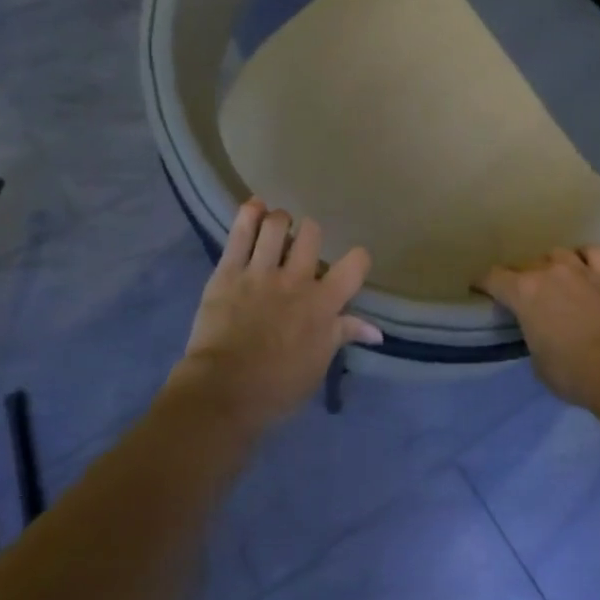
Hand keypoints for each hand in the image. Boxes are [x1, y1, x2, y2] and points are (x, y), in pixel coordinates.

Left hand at [166, 200, 379, 434]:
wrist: (223, 391)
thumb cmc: (277, 387)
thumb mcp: (318, 364)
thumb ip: (343, 335)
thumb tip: (376, 331)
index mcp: (323, 304)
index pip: (355, 264)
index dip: (357, 259)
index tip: (350, 264)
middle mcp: (296, 280)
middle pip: (312, 233)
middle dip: (310, 234)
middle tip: (301, 247)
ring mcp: (260, 272)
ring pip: (276, 224)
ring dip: (279, 221)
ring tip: (275, 229)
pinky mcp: (228, 271)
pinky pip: (240, 232)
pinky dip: (248, 214)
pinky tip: (254, 208)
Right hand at [482, 247, 599, 411]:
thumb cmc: (571, 372)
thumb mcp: (537, 360)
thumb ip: (531, 334)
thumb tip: (539, 329)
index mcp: (523, 292)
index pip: (493, 278)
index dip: (483, 284)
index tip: (479, 291)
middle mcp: (548, 272)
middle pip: (525, 265)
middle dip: (519, 280)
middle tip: (522, 298)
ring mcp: (580, 270)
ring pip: (557, 254)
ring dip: (550, 266)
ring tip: (553, 282)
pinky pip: (592, 253)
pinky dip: (585, 258)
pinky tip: (584, 268)